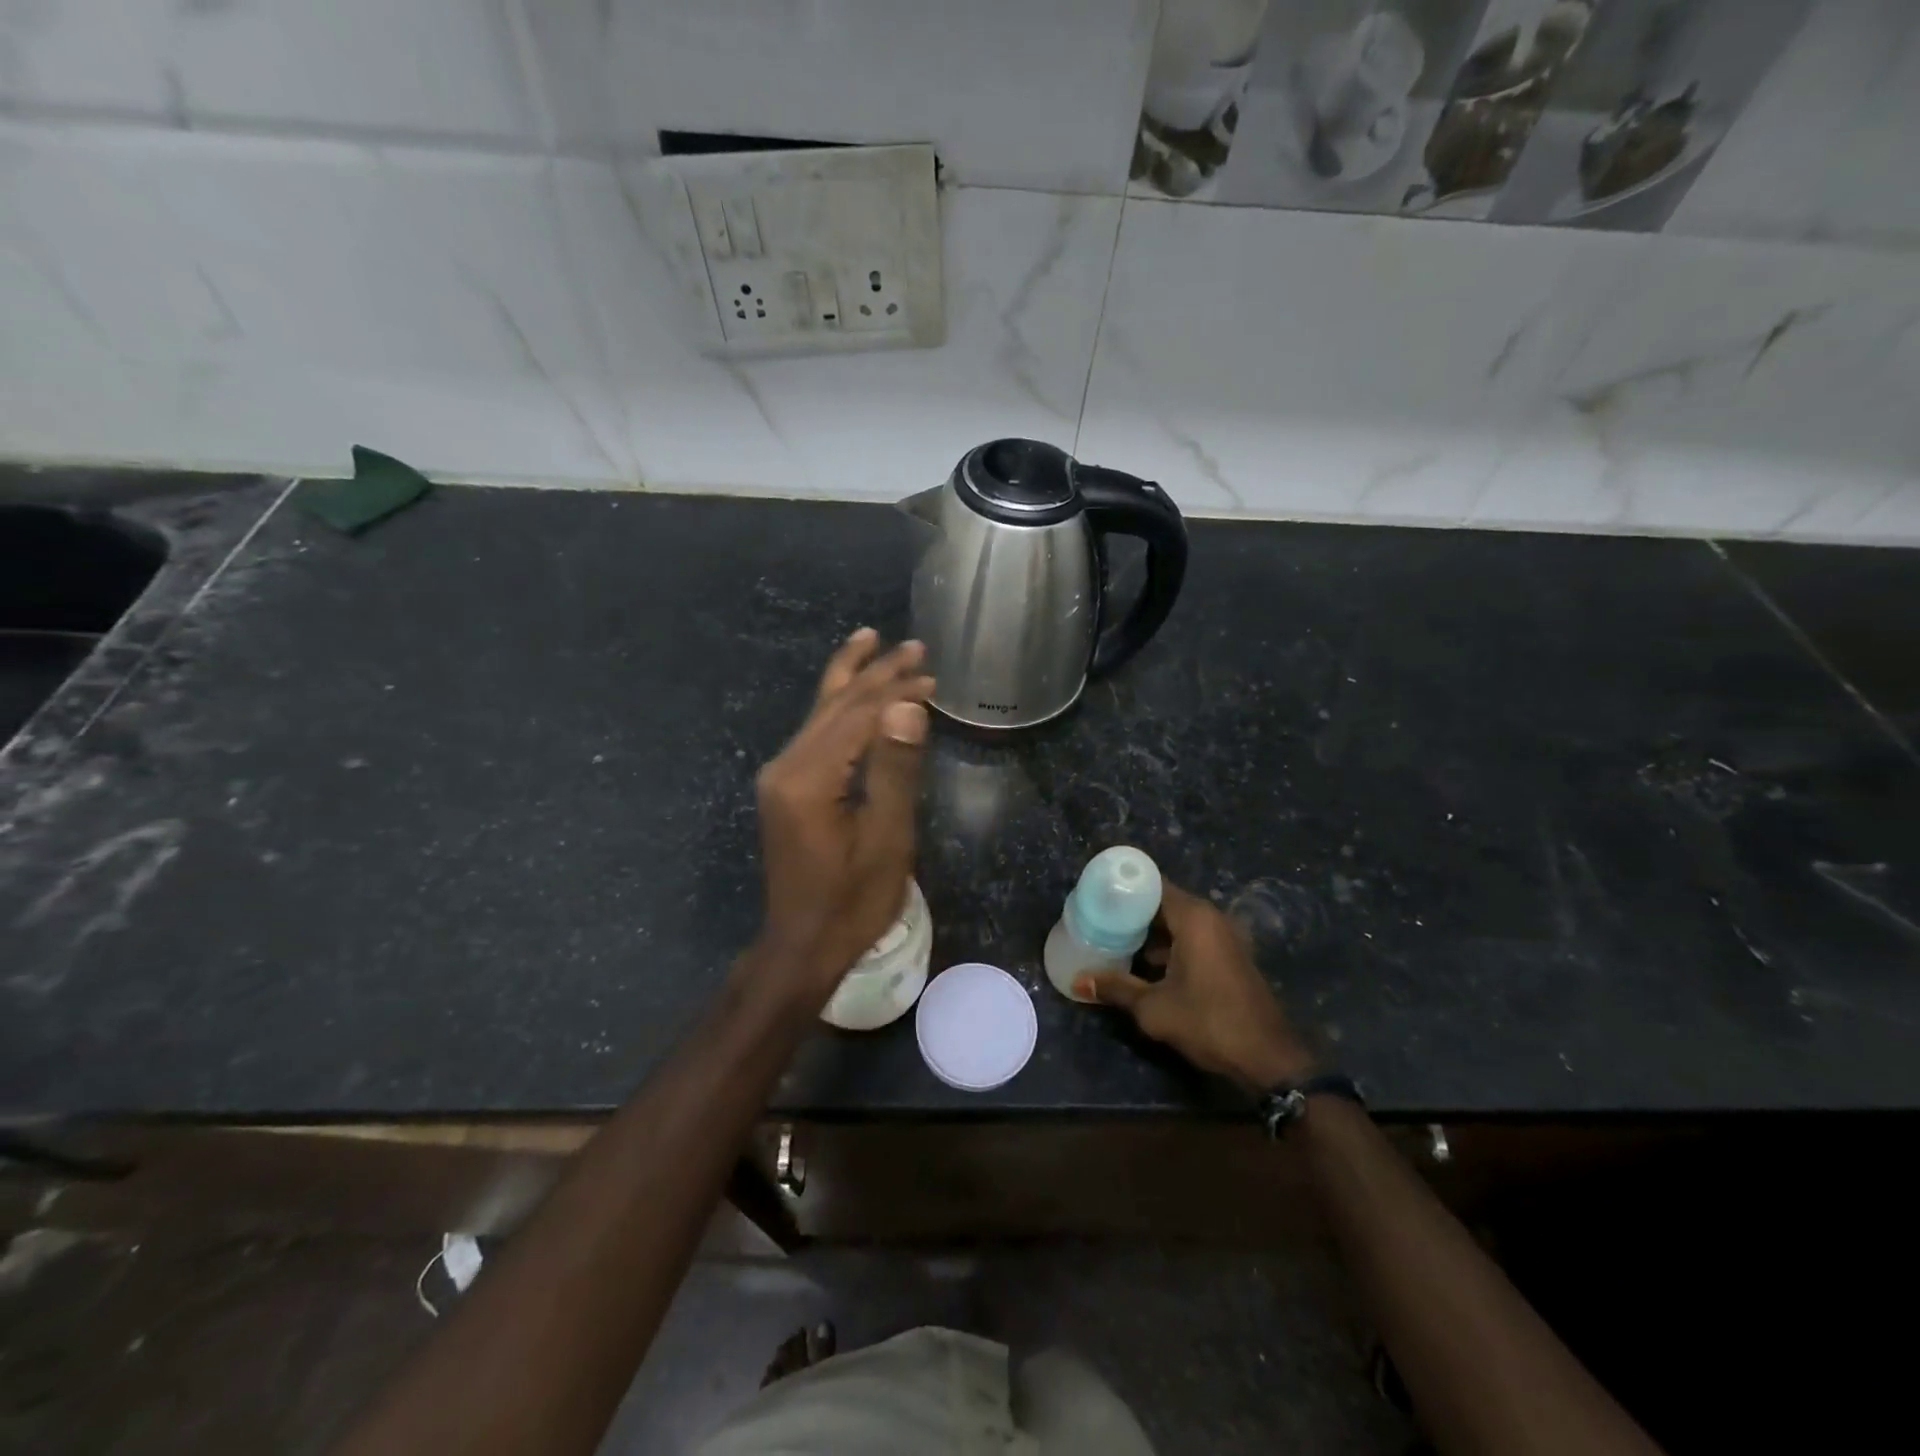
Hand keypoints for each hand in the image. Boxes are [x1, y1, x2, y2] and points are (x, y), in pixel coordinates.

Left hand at [749, 629, 934, 1002]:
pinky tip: (848, 691)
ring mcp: (780, 776)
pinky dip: (839, 708)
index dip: (896, 691)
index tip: (932, 674)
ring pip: (820, 713)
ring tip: (872, 640)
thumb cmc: (853, 901)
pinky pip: (815, 734)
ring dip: (853, 680)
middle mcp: (785, 766)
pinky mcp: (785, 787)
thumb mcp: (886, 840)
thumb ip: (896, 769)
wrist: (802, 945)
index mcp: (808, 778)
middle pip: (835, 705)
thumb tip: (908, 705)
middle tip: (915, 647)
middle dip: (876, 674)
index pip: (857, 715)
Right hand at [1077, 881, 1316, 1090]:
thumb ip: (1116, 987)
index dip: (1122, 886)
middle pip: (1162, 902)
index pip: (1151, 884)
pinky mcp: (1228, 957)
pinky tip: (1144, 965)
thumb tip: (1078, 981)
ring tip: (1113, 940)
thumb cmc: (1209, 1022)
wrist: (1268, 1059)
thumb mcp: (1154, 1008)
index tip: (1095, 894)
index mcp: (1193, 917)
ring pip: (1177, 922)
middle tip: (1097, 918)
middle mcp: (1210, 918)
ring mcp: (1223, 937)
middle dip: (1131, 911)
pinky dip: (1168, 945)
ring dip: (1149, 932)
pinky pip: (1191, 938)